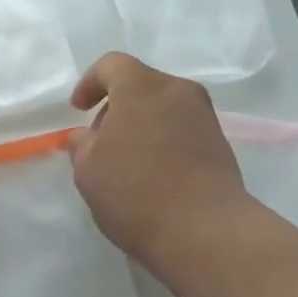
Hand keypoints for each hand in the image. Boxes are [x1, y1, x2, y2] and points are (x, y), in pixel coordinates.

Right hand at [68, 52, 253, 275]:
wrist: (205, 231)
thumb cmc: (135, 192)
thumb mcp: (88, 171)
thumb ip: (82, 145)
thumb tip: (88, 136)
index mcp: (142, 87)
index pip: (111, 65)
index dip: (89, 83)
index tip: (78, 111)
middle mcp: (178, 92)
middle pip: (140, 85)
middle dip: (116, 106)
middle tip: (100, 141)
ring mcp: (205, 117)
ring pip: (163, 107)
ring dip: (141, 125)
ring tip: (125, 162)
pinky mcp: (220, 144)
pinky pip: (181, 129)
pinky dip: (162, 140)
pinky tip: (151, 174)